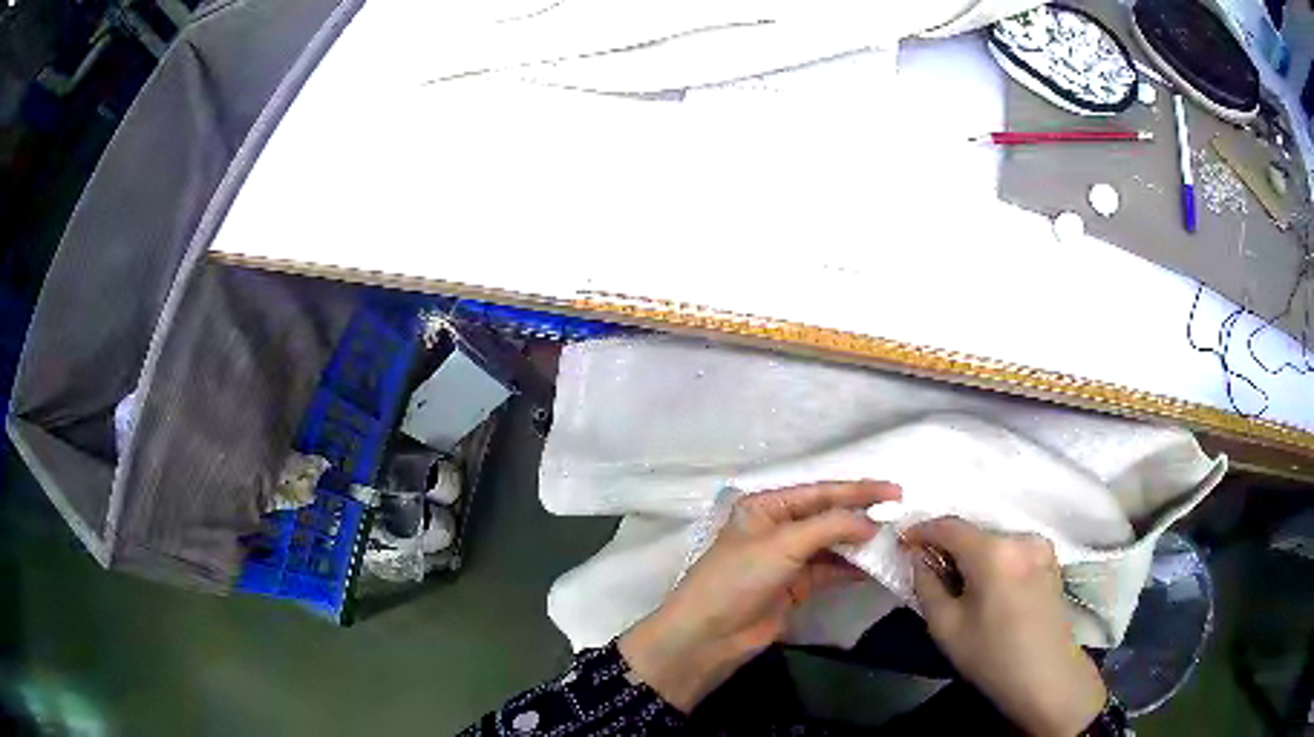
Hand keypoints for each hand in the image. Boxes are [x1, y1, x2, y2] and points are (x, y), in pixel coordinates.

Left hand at [618, 481, 900, 711]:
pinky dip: (851, 568)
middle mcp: (777, 528)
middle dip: (861, 516)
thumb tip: (871, 524)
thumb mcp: (783, 545)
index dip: (858, 490)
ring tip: (894, 540)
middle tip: (900, 516)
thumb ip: (830, 527)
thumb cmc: (739, 579)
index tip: (895, 492)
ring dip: (859, 544)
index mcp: (766, 507)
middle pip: (827, 516)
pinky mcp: (794, 587)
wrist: (709, 636)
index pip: (820, 492)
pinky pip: (829, 571)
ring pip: (831, 545)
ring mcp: (786, 559)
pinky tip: (875, 566)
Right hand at [905, 518, 1107, 736]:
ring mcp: (1040, 545)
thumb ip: (926, 585)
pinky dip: (994, 559)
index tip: (903, 543)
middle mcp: (1020, 537)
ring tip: (959, 583)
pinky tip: (988, 587)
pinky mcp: (1051, 558)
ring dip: (972, 554)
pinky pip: (1013, 549)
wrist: (1046, 675)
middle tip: (929, 570)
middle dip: (948, 546)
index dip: (922, 530)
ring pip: (994, 540)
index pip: (949, 525)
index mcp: (994, 551)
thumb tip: (918, 558)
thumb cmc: (992, 655)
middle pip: (974, 531)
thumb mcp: (946, 627)